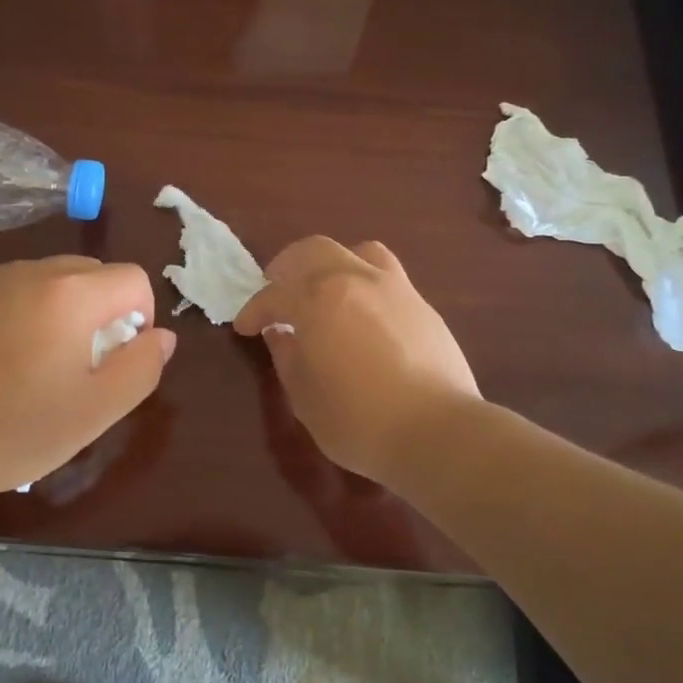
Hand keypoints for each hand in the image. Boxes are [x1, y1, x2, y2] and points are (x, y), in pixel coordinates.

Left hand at [0, 257, 175, 501]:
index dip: (141, 319)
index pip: (133, 279)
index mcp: (72, 293)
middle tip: (81, 368)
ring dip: (63, 313)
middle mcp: (33, 271)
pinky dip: (24, 316)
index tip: (115, 362)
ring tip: (37, 369)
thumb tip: (161, 336)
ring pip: (52, 282)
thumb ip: (140, 367)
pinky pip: (13, 292)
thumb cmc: (9, 429)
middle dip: (103, 313)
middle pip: (94, 274)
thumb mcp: (93, 412)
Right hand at [234, 237, 479, 484]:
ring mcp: (393, 287)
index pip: (274, 294)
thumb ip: (287, 357)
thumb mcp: (305, 396)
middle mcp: (353, 279)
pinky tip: (364, 312)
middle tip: (278, 290)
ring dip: (332, 264)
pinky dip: (365, 282)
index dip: (254, 310)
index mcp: (317, 299)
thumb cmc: (358, 419)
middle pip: (313, 251)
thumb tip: (279, 334)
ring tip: (326, 289)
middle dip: (288, 267)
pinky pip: (387, 275)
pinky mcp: (422, 304)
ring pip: (357, 252)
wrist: (437, 431)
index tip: (245, 326)